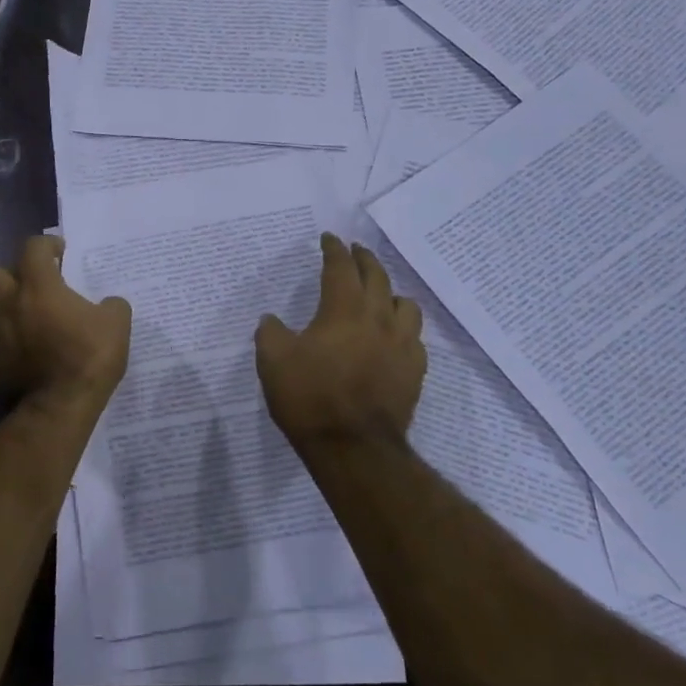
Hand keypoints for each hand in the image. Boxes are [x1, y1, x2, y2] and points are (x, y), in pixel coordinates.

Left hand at [0, 236, 130, 409]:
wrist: (61, 404)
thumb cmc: (89, 357)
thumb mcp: (117, 323)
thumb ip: (112, 304)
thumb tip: (108, 304)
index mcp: (39, 285)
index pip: (33, 247)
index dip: (47, 245)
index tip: (59, 253)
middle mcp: (7, 301)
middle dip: (13, 274)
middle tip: (33, 285)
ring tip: (14, 312)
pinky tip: (5, 343)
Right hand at [256, 234, 425, 449]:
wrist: (354, 447)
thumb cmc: (310, 398)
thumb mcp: (272, 362)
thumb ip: (270, 333)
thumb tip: (271, 319)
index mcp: (343, 309)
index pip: (340, 267)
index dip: (334, 249)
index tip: (329, 238)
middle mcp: (378, 317)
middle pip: (377, 276)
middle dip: (364, 259)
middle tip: (354, 252)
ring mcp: (402, 344)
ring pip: (404, 303)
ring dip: (389, 291)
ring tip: (379, 294)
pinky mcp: (415, 370)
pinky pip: (414, 336)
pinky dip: (402, 327)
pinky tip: (393, 336)